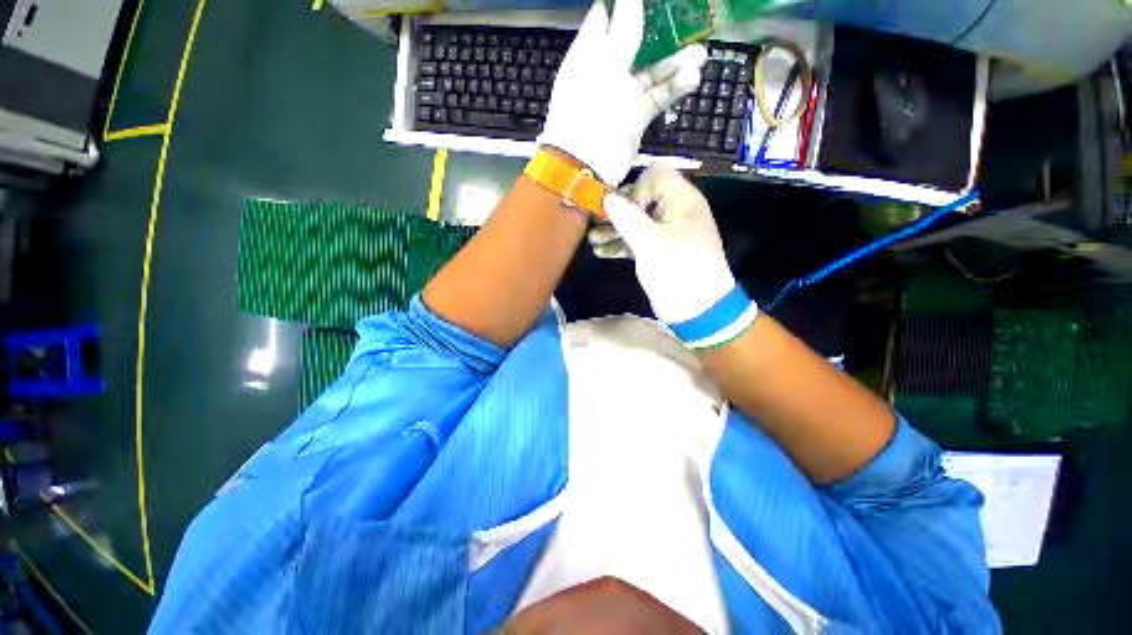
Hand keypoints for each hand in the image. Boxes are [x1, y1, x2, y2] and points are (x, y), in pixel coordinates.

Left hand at [537, 0, 705, 184]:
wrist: (587, 167)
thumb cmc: (590, 112)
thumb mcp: (606, 66)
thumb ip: (623, 30)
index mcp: (589, 54)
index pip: (605, 18)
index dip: (625, 5)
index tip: (652, 0)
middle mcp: (605, 73)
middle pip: (635, 44)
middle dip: (661, 33)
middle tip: (688, 20)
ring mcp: (621, 98)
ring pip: (651, 73)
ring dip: (675, 63)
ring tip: (701, 54)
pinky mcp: (634, 120)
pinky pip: (656, 98)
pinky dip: (673, 89)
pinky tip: (692, 78)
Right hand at [600, 163, 735, 324]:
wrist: (697, 310)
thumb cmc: (677, 271)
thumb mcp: (650, 243)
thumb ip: (626, 216)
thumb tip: (606, 195)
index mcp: (682, 200)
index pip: (655, 175)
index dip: (636, 188)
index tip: (624, 211)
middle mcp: (675, 211)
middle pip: (642, 198)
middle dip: (618, 211)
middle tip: (598, 223)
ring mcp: (667, 232)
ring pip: (637, 221)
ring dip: (615, 229)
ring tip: (593, 240)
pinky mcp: (659, 250)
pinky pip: (637, 239)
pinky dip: (621, 244)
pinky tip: (601, 252)